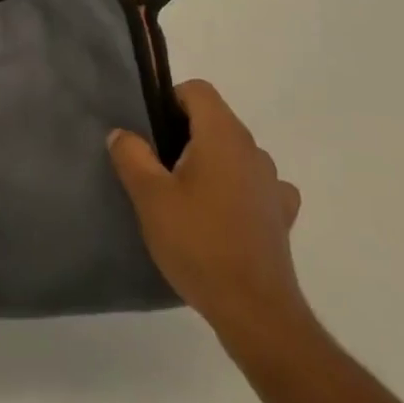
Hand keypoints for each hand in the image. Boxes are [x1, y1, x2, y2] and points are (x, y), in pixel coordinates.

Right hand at [108, 80, 309, 345]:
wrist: (256, 312)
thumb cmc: (198, 243)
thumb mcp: (150, 197)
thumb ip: (131, 155)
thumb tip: (123, 133)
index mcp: (223, 135)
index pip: (198, 90)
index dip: (170, 100)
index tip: (151, 131)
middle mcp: (253, 150)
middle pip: (215, 120)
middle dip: (184, 134)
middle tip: (158, 167)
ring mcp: (272, 183)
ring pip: (235, 152)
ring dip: (211, 162)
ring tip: (186, 197)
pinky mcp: (281, 215)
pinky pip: (256, 185)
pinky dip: (237, 189)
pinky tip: (222, 215)